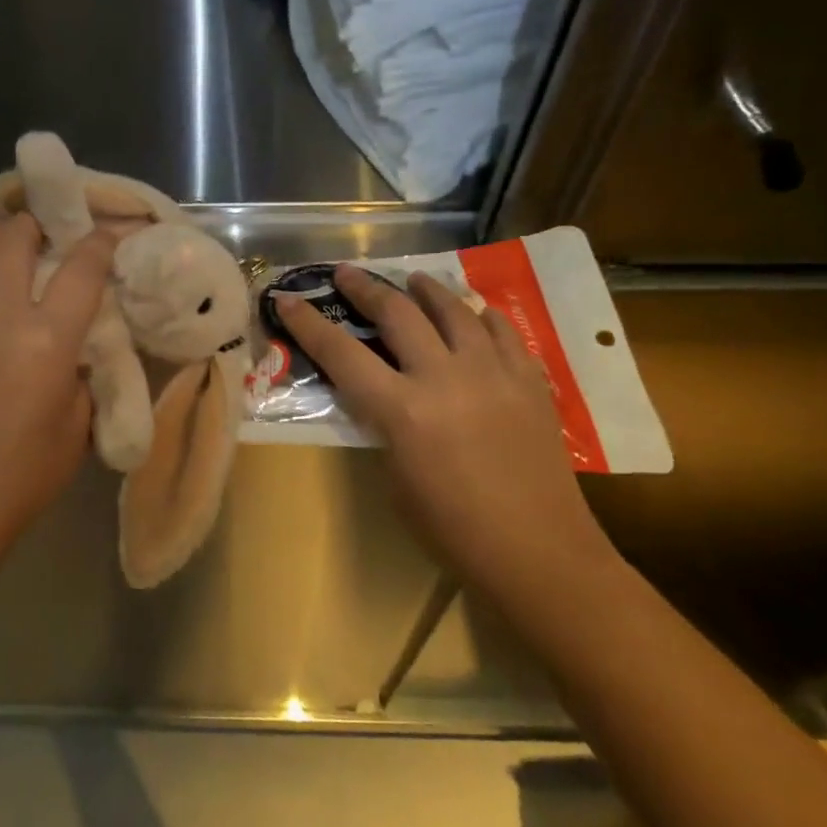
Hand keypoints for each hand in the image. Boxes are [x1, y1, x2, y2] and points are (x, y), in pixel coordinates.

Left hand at [0, 214, 114, 565]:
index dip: (99, 243)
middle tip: (41, 229)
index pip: (81, 269)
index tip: (106, 233)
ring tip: (1, 239)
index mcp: (47, 340)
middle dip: (33, 223)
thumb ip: (79, 377)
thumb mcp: (76, 428)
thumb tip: (72, 350)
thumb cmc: (22, 476)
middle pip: (13, 241)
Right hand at [274, 265, 608, 580]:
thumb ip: (383, 424)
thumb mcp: (394, 477)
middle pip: (398, 314)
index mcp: (402, 410)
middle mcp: (445, 378)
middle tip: (348, 274)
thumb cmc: (451, 529)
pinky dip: (480, 316)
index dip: (309, 324)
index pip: (341, 353)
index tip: (288, 299)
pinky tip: (473, 313)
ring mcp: (493, 374)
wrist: (537, 552)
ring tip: (413, 280)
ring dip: (427, 290)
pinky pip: (502, 331)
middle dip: (366, 289)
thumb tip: (379, 394)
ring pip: (454, 310)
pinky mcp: (529, 381)